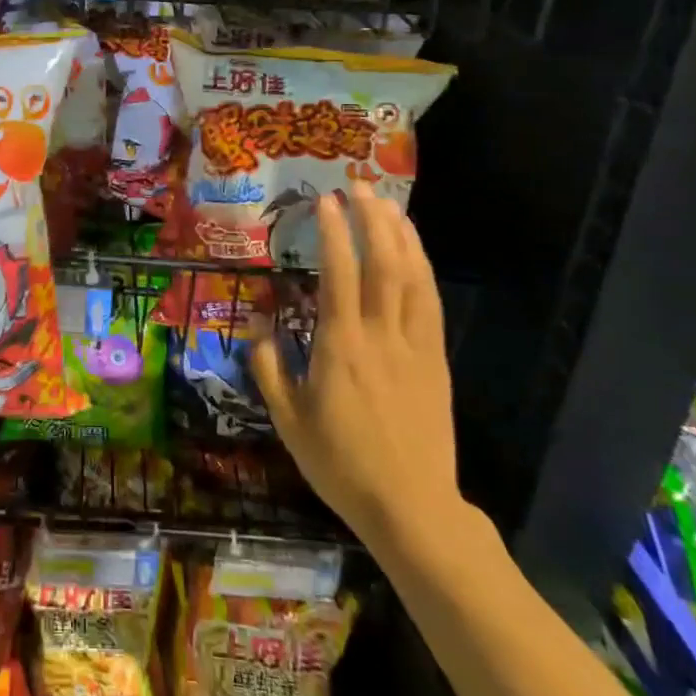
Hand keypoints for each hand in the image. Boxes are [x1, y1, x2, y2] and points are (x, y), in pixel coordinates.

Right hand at [251, 182, 470, 564]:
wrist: (411, 508)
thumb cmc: (342, 465)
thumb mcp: (289, 422)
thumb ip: (270, 370)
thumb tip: (260, 327)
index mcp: (340, 347)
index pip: (339, 274)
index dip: (333, 233)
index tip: (326, 202)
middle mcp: (379, 335)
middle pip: (382, 264)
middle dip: (371, 219)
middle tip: (359, 187)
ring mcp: (414, 346)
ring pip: (412, 277)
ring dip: (401, 234)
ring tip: (388, 203)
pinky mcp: (436, 360)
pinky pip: (431, 303)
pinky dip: (423, 268)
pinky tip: (415, 250)